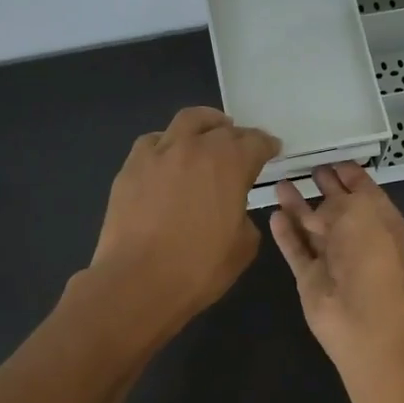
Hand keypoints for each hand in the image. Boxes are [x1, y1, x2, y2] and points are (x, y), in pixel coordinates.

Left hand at [88, 107, 279, 338]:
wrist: (138, 281)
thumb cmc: (199, 268)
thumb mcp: (244, 247)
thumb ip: (245, 217)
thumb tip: (233, 209)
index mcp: (230, 164)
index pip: (256, 142)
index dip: (267, 145)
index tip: (272, 149)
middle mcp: (195, 147)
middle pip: (222, 128)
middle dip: (237, 135)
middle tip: (242, 147)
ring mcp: (159, 153)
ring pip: (186, 122)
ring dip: (204, 125)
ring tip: (208, 136)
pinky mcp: (131, 166)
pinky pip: (153, 142)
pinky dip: (168, 144)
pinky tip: (169, 159)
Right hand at [268, 164, 403, 360]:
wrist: (362, 317)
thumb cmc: (371, 256)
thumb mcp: (361, 212)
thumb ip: (339, 201)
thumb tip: (320, 208)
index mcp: (381, 220)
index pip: (365, 191)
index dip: (351, 175)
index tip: (333, 160)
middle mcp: (359, 238)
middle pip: (338, 208)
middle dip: (325, 188)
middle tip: (308, 168)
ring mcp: (333, 260)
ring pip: (312, 227)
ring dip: (298, 207)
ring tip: (280, 184)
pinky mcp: (310, 278)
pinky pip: (296, 250)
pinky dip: (286, 234)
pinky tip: (274, 215)